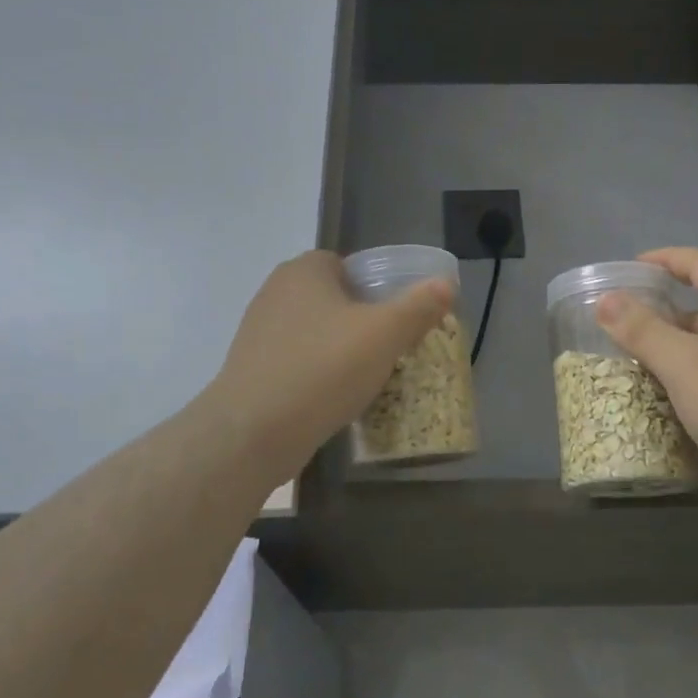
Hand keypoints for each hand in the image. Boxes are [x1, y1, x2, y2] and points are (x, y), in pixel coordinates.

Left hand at [208, 251, 452, 478]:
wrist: (252, 433)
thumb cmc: (323, 370)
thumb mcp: (384, 334)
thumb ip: (419, 306)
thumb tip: (446, 283)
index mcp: (304, 271)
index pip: (347, 265)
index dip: (375, 287)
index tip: (395, 317)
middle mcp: (275, 292)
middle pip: (332, 298)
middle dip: (361, 320)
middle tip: (388, 348)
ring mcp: (258, 332)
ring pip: (314, 332)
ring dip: (339, 349)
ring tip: (365, 377)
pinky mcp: (250, 369)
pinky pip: (297, 361)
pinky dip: (317, 373)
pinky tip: (333, 398)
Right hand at [595, 247, 697, 539]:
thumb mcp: (686, 363)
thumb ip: (642, 330)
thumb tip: (605, 300)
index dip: (663, 261)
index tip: (626, 270)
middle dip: (660, 319)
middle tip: (616, 330)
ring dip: (672, 359)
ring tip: (628, 370)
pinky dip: (689, 390)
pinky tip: (661, 408)